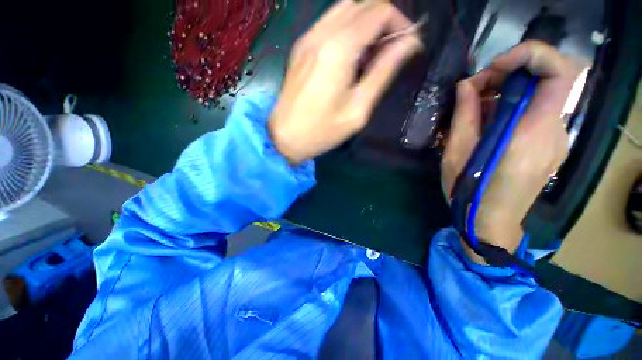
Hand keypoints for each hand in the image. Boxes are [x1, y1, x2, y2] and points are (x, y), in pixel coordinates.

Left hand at [269, 0, 422, 164]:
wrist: (284, 137)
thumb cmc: (323, 131)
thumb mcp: (358, 108)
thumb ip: (383, 72)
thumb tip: (409, 43)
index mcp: (339, 48)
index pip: (379, 11)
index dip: (400, 23)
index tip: (408, 46)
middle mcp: (321, 33)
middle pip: (363, 4)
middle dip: (384, 21)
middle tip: (390, 51)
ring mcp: (307, 38)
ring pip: (345, 9)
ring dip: (365, 23)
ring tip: (371, 54)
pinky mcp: (300, 48)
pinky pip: (329, 23)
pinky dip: (347, 29)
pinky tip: (351, 55)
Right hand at [442, 41, 581, 261]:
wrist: (491, 221)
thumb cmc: (469, 189)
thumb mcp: (456, 153)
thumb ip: (464, 115)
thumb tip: (466, 85)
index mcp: (531, 133)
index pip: (560, 73)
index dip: (531, 55)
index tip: (496, 66)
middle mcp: (553, 131)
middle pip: (548, 80)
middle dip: (510, 73)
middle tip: (476, 88)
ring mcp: (556, 139)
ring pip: (541, 96)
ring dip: (509, 92)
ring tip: (477, 110)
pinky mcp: (551, 146)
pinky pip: (537, 113)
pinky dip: (514, 108)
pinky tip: (490, 125)